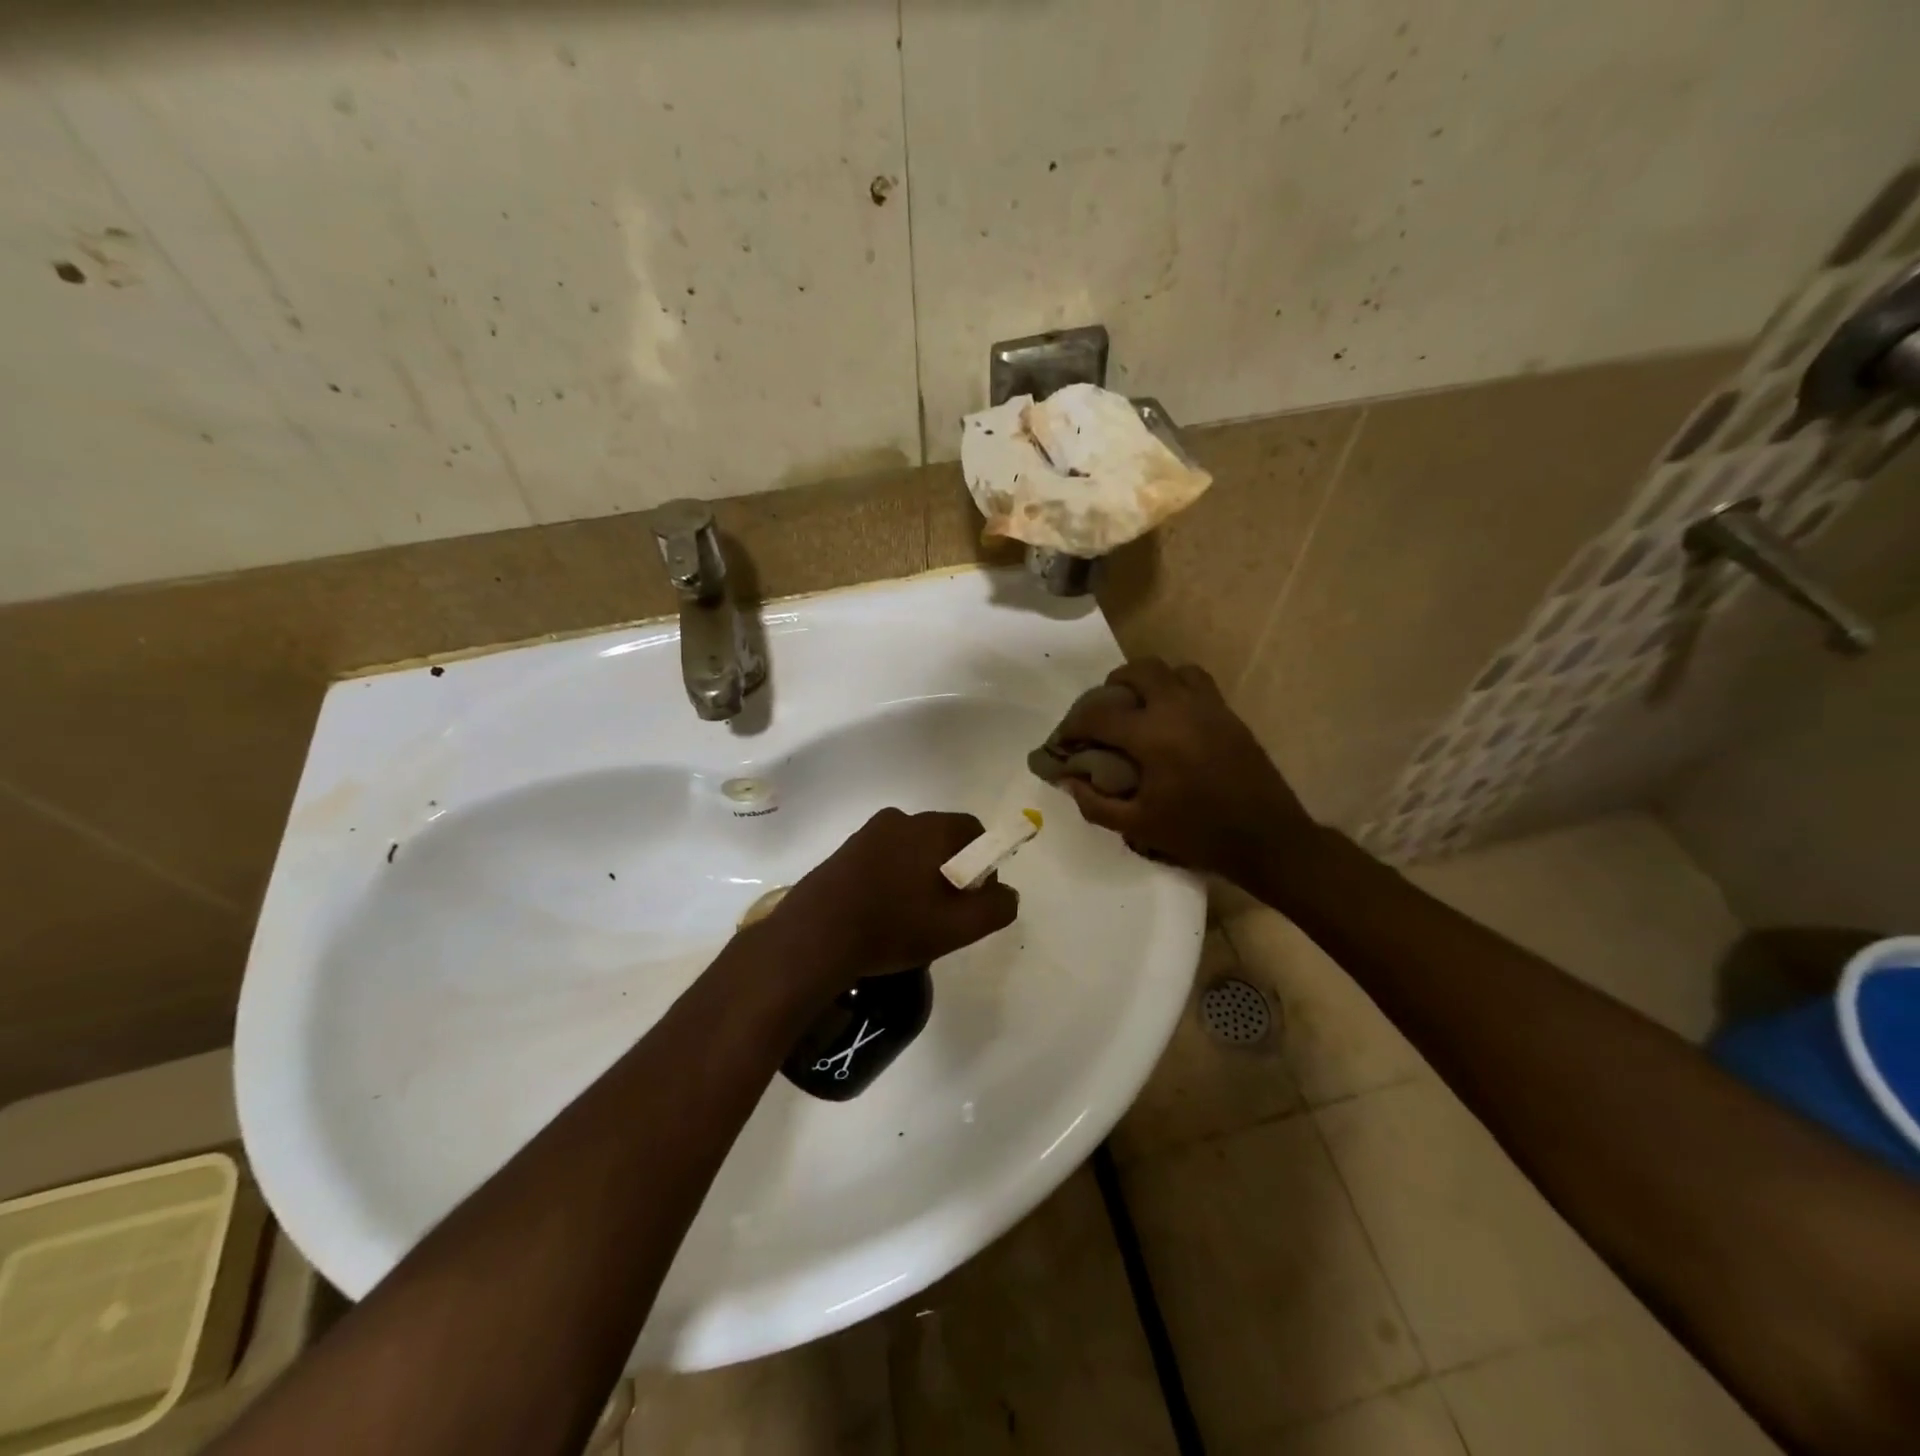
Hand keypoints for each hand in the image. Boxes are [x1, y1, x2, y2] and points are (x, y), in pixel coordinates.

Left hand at [764, 809, 1018, 995]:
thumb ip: (996, 907)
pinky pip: (884, 858)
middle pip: (942, 839)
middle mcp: (900, 819)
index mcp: (931, 828)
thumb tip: (1006, 893)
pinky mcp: (844, 851)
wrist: (815, 937)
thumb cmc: (893, 927)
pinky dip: (892, 879)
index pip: (974, 831)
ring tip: (911, 918)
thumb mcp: (958, 927)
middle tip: (945, 913)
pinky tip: (883, 914)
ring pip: (911, 850)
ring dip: (920, 876)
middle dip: (951, 871)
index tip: (973, 898)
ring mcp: (867, 833)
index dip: (983, 863)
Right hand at [1052, 660, 1318, 884]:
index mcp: (1152, 736)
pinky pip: (1197, 683)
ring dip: (1148, 681)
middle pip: (1138, 671)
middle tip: (1103, 712)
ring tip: (1139, 707)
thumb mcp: (1138, 826)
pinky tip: (1171, 719)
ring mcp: (1209, 707)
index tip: (1064, 740)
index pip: (1099, 714)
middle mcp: (1179, 709)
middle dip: (1112, 686)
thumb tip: (1068, 780)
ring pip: (1172, 670)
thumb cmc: (1198, 834)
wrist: (1267, 838)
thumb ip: (1095, 803)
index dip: (1073, 724)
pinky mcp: (1229, 714)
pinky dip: (1176, 689)